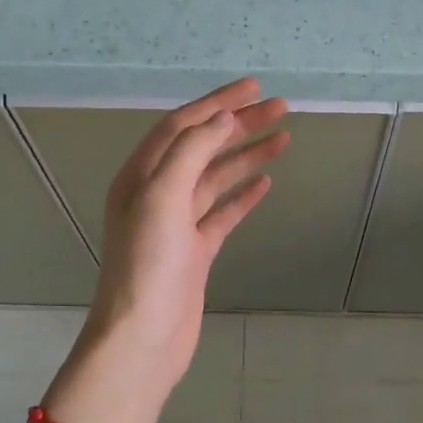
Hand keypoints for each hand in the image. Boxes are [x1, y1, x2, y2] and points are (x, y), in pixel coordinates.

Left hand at [81, 80, 288, 400]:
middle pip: (203, 147)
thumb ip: (190, 151)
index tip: (254, 86)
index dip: (217, 102)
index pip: (182, 125)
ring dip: (246, 155)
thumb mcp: (162, 196)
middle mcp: (156, 193)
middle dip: (239, 125)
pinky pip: (222, 212)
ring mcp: (177, 223)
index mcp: (140, 175)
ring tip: (282, 137)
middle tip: (280, 108)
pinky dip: (243, 195)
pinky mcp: (195, 250)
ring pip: (216, 178)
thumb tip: (221, 119)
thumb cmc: (148, 264)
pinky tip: (265, 182)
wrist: (143, 336)